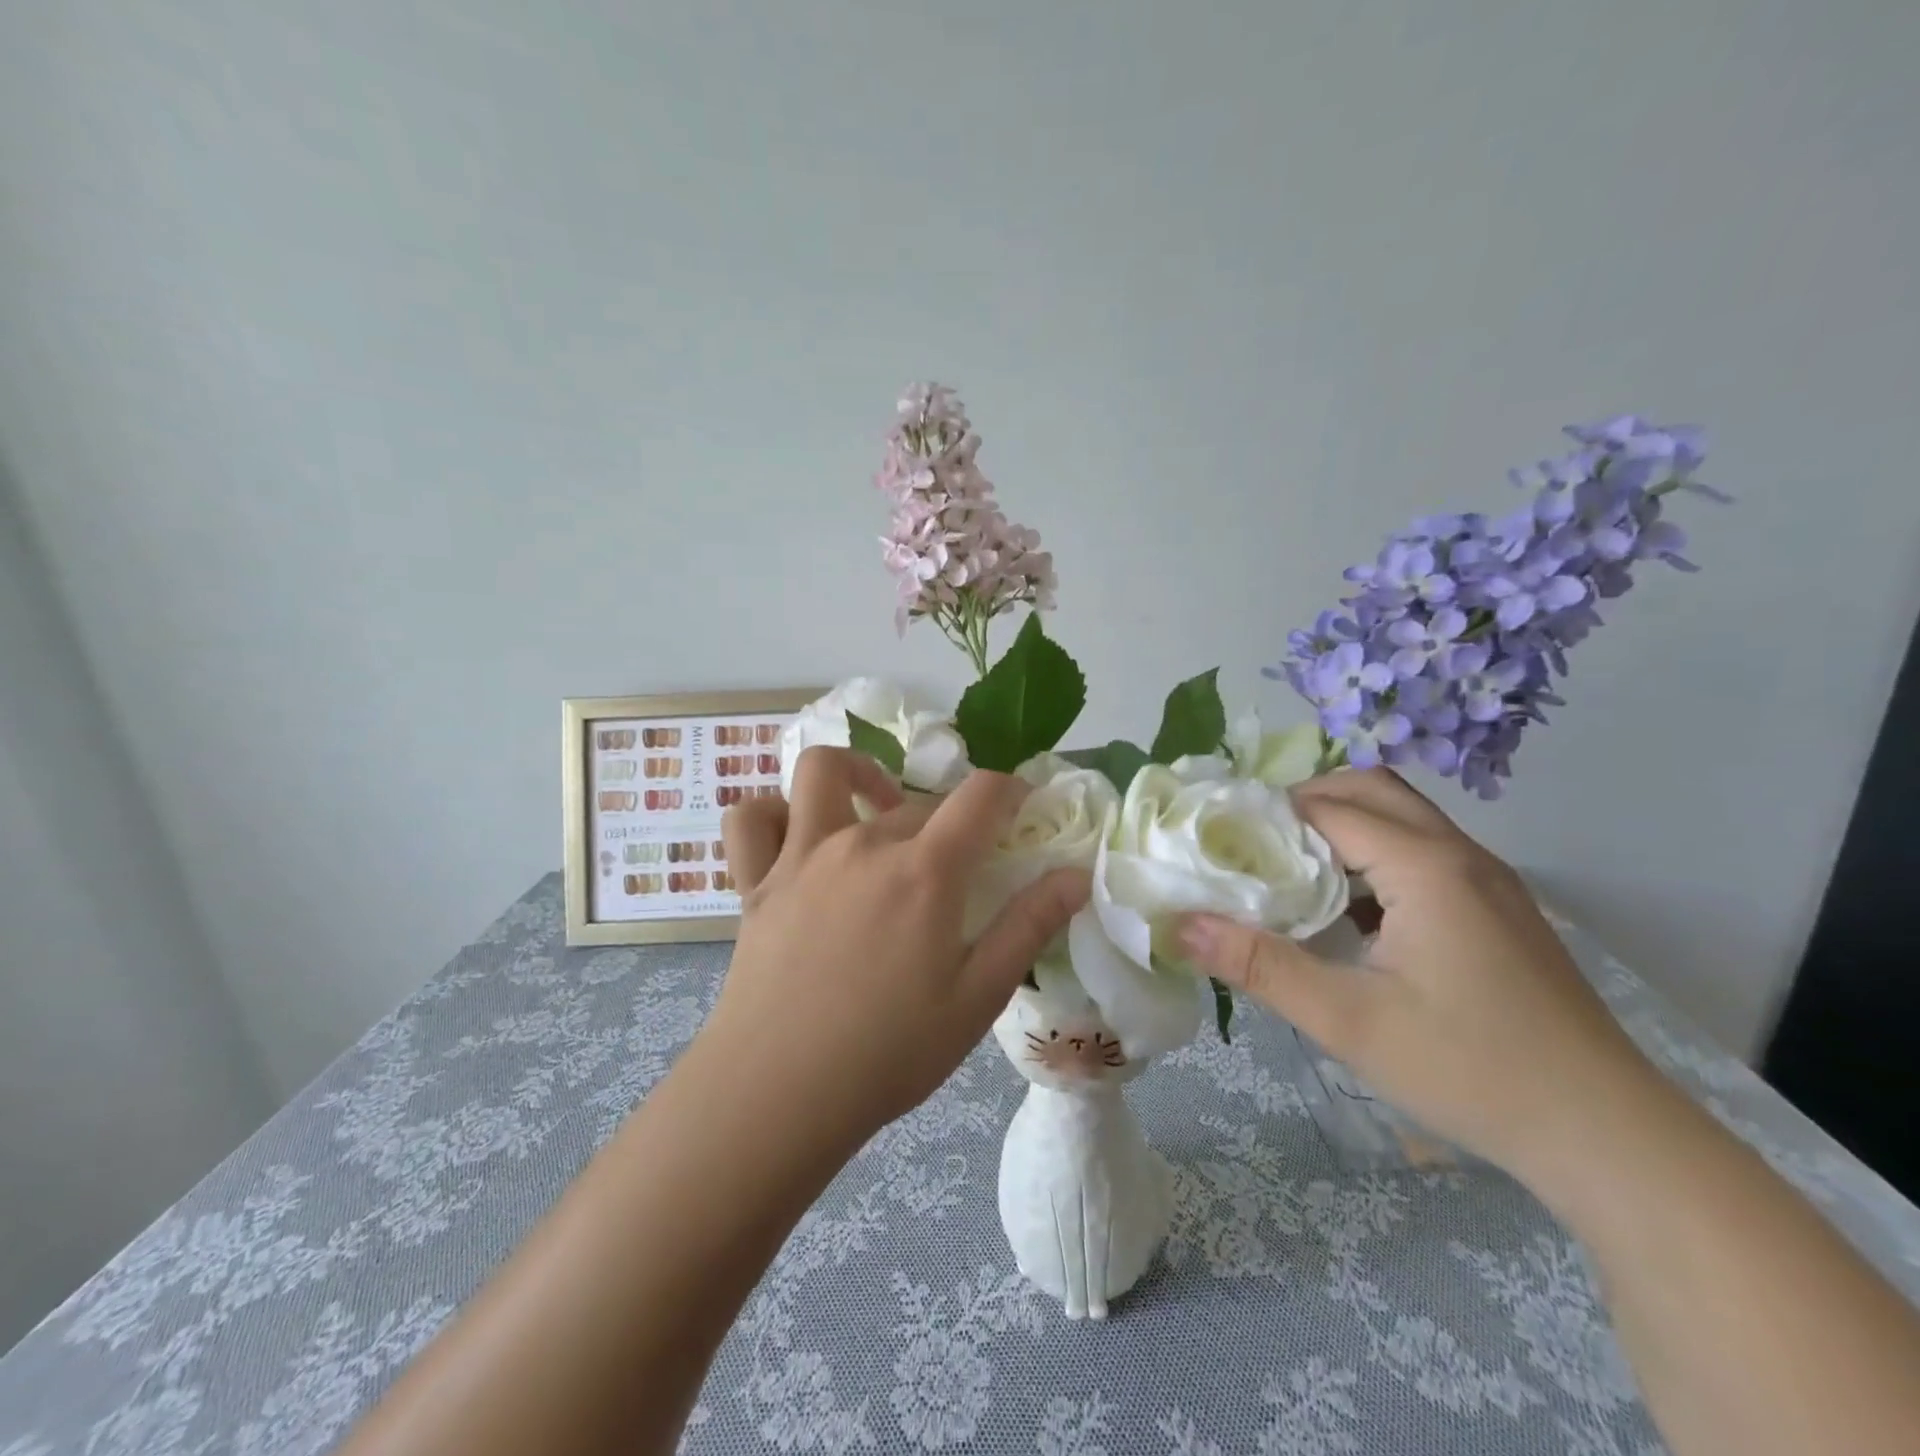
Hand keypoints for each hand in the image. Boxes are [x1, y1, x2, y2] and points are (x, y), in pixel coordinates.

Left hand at [710, 747, 1090, 1153]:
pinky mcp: (756, 881)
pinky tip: (795, 836)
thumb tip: (1076, 875)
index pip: (981, 795)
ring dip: (855, 773)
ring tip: (874, 808)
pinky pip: (752, 819)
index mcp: (924, 871)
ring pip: (822, 772)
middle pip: (917, 799)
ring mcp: (801, 856)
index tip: (1022, 803)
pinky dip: (773, 813)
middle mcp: (862, 844)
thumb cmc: (889, 1053)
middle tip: (959, 860)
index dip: (1011, 788)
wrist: (778, 1094)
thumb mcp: (978, 997)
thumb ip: (1029, 926)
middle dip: (949, 816)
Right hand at [1177, 768, 1662, 1191]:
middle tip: (1254, 844)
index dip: (1267, 814)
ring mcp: (1488, 881)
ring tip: (1291, 871)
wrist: (1610, 1137)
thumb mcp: (1349, 1021)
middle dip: (1306, 802)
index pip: (1328, 807)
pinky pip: (1424, 853)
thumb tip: (1180, 924)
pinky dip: (1375, 856)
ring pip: (1402, 818)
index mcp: (1426, 867)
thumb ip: (1260, 966)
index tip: (1219, 838)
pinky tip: (1351, 913)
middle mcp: (1460, 856)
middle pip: (1371, 789)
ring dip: (1342, 827)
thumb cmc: (1471, 1069)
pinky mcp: (1498, 910)